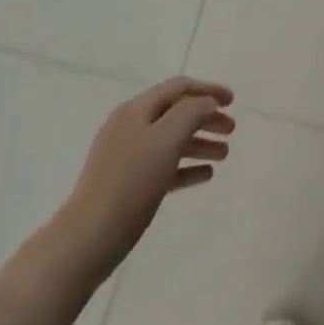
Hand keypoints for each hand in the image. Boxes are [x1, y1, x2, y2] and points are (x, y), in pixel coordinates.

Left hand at [56, 77, 235, 281]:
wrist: (90, 236)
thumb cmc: (131, 182)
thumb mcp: (166, 140)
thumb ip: (190, 113)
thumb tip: (206, 103)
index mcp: (136, 111)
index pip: (178, 88)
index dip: (207, 90)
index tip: (233, 101)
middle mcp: (130, 127)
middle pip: (175, 113)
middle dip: (206, 118)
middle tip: (232, 130)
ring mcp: (126, 156)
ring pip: (171, 141)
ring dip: (200, 142)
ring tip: (224, 155)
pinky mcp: (128, 184)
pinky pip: (163, 167)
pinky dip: (186, 166)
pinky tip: (205, 175)